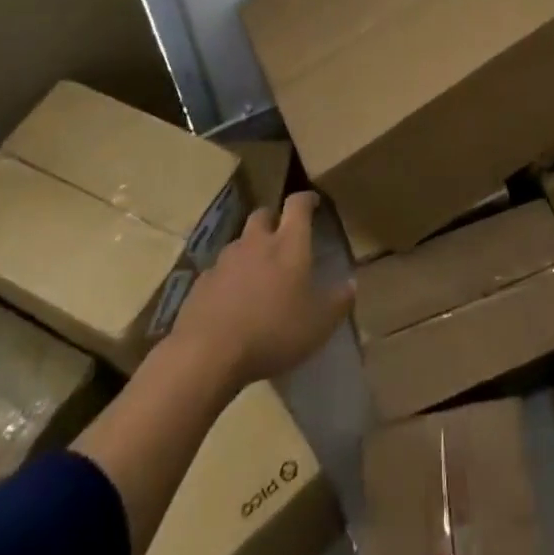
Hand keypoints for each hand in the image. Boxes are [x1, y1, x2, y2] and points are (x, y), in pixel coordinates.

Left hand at [172, 191, 353, 388]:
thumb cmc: (272, 331)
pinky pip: (219, 271)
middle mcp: (256, 242)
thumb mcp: (318, 323)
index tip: (313, 202)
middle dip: (273, 219)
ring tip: (257, 273)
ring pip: (239, 243)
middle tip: (282, 236)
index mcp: (288, 244)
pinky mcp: (201, 283)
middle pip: (263, 215)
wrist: (207, 354)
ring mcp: (224, 261)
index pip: (297, 205)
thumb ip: (339, 301)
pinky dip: (228, 278)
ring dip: (250, 250)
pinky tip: (232, 301)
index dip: (306, 199)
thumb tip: (352, 283)